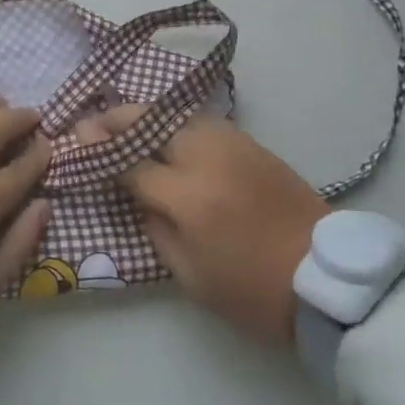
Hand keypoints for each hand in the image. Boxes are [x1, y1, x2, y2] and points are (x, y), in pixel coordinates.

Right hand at [100, 109, 324, 344]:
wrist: (326, 279)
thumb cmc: (252, 290)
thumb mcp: (190, 276)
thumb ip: (155, 228)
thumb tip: (137, 195)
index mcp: (188, 197)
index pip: (131, 163)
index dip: (100, 151)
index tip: (77, 140)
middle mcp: (206, 158)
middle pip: (151, 122)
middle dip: (117, 118)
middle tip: (93, 121)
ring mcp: (231, 144)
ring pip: (177, 114)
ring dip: (145, 115)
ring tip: (124, 121)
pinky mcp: (251, 143)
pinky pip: (202, 121)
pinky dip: (175, 121)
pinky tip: (164, 130)